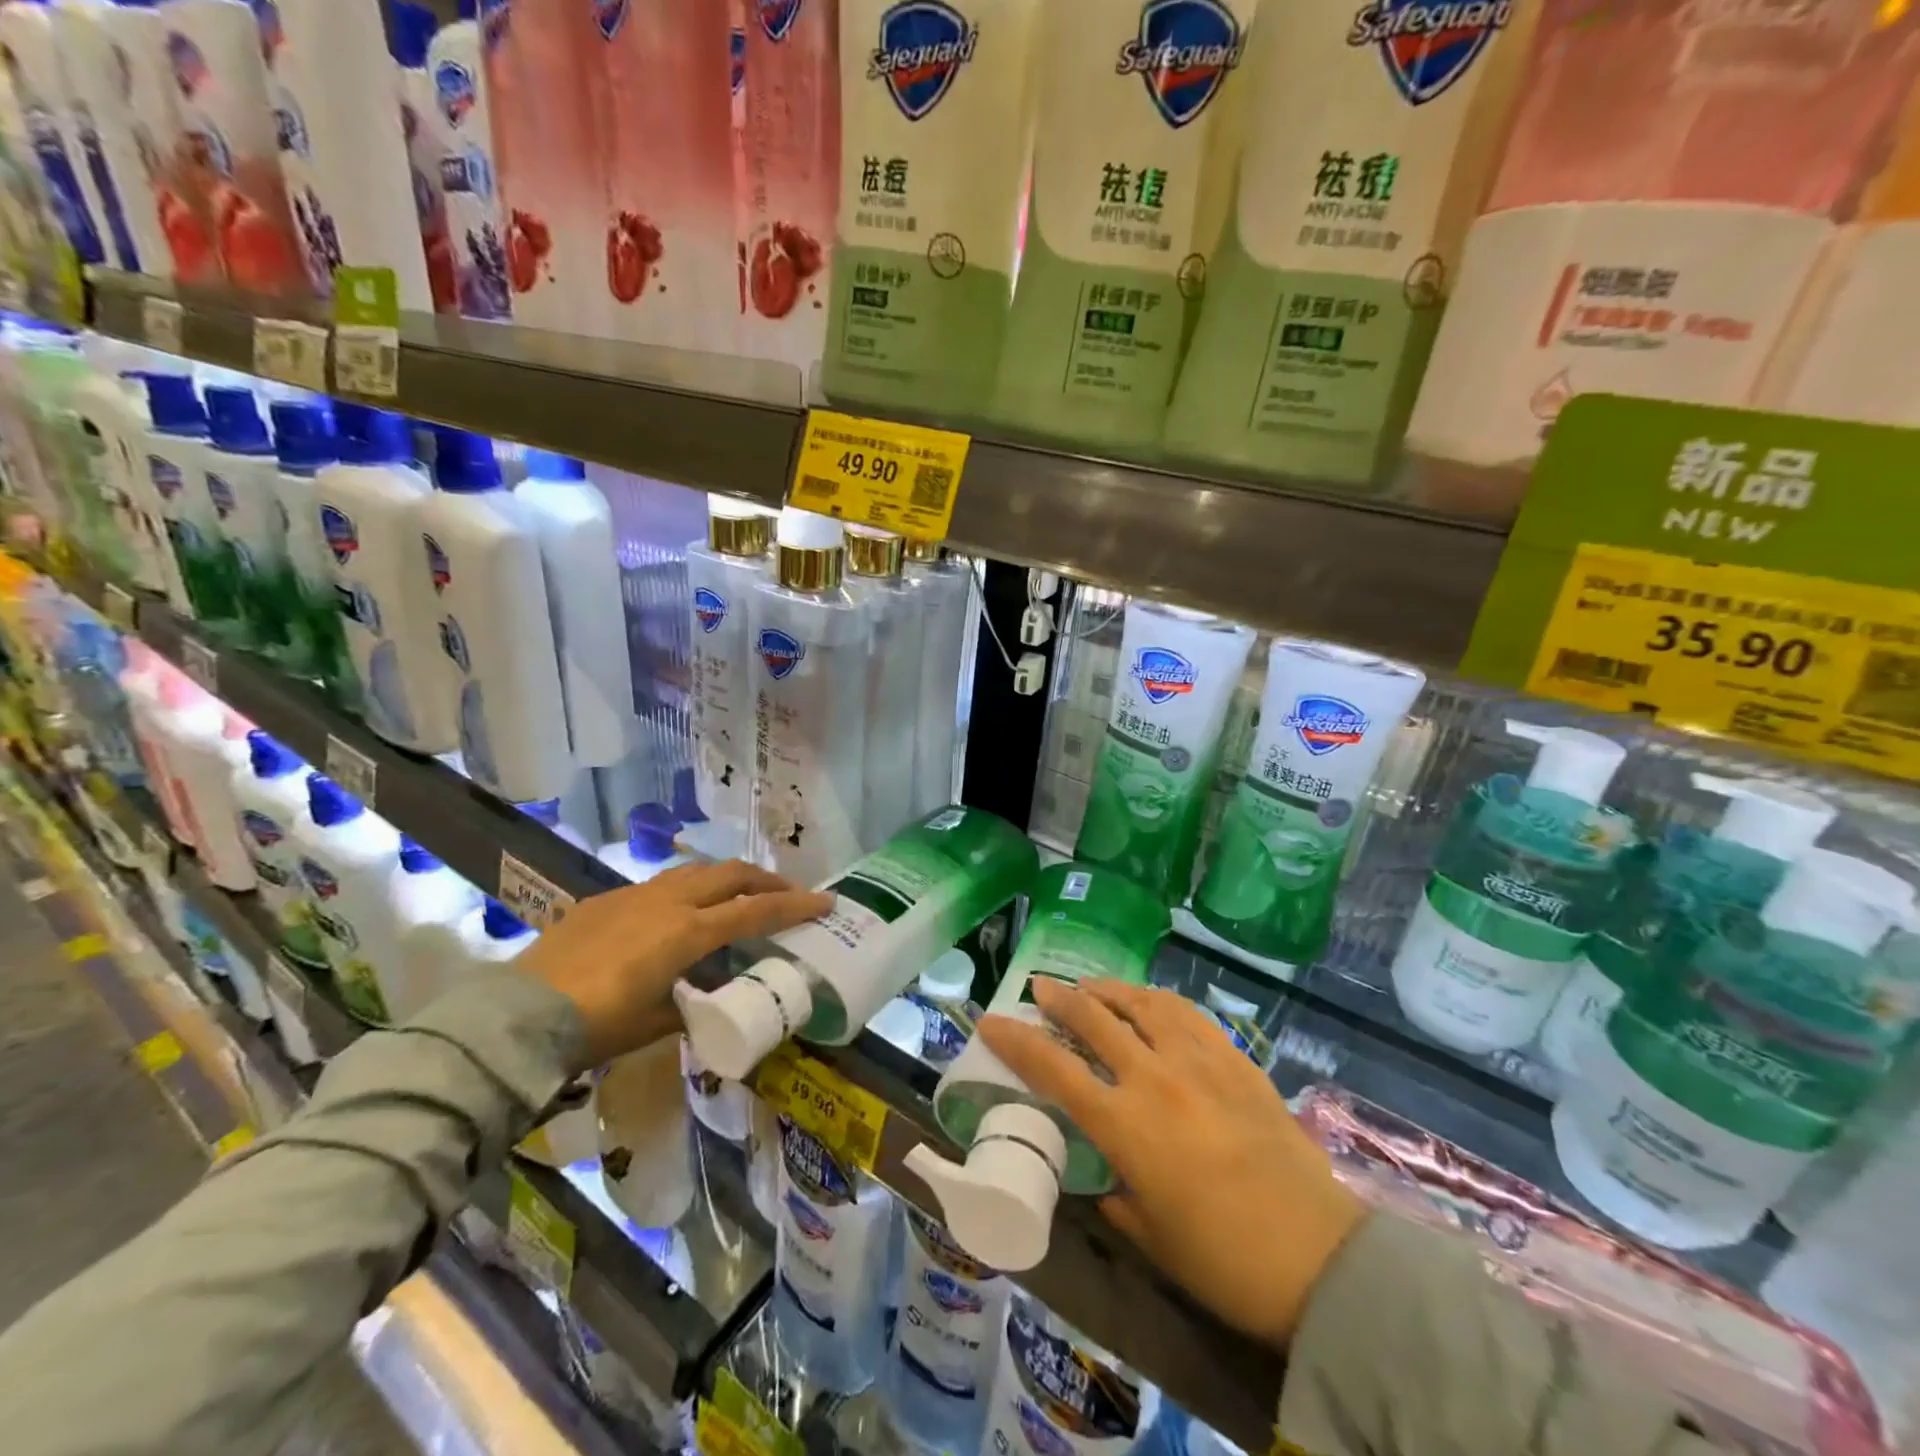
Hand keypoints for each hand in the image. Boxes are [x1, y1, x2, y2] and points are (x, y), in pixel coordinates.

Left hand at [518, 862, 830, 1068]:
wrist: (521, 1013)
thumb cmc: (599, 1024)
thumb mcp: (657, 1021)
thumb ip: (691, 1001)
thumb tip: (707, 999)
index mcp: (688, 931)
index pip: (756, 912)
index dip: (795, 906)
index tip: (826, 901)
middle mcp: (669, 902)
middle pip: (732, 874)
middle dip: (767, 880)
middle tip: (788, 893)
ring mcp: (635, 894)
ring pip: (696, 871)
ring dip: (727, 879)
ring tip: (739, 896)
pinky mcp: (607, 898)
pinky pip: (661, 884)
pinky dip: (687, 890)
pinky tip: (678, 913)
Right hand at [978, 978, 1365, 1350]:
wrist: (1320, 1259)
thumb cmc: (1223, 1261)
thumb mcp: (1150, 1238)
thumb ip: (1115, 1196)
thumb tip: (1102, 1177)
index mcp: (1125, 1125)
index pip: (1053, 1069)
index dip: (1015, 1041)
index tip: (990, 1020)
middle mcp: (1155, 1079)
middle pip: (1094, 1020)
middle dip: (1059, 999)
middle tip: (1040, 987)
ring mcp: (1199, 1062)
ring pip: (1142, 1004)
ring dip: (1109, 990)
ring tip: (1092, 987)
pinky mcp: (1235, 1060)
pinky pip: (1188, 1014)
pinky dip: (1158, 1001)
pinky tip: (1151, 1002)